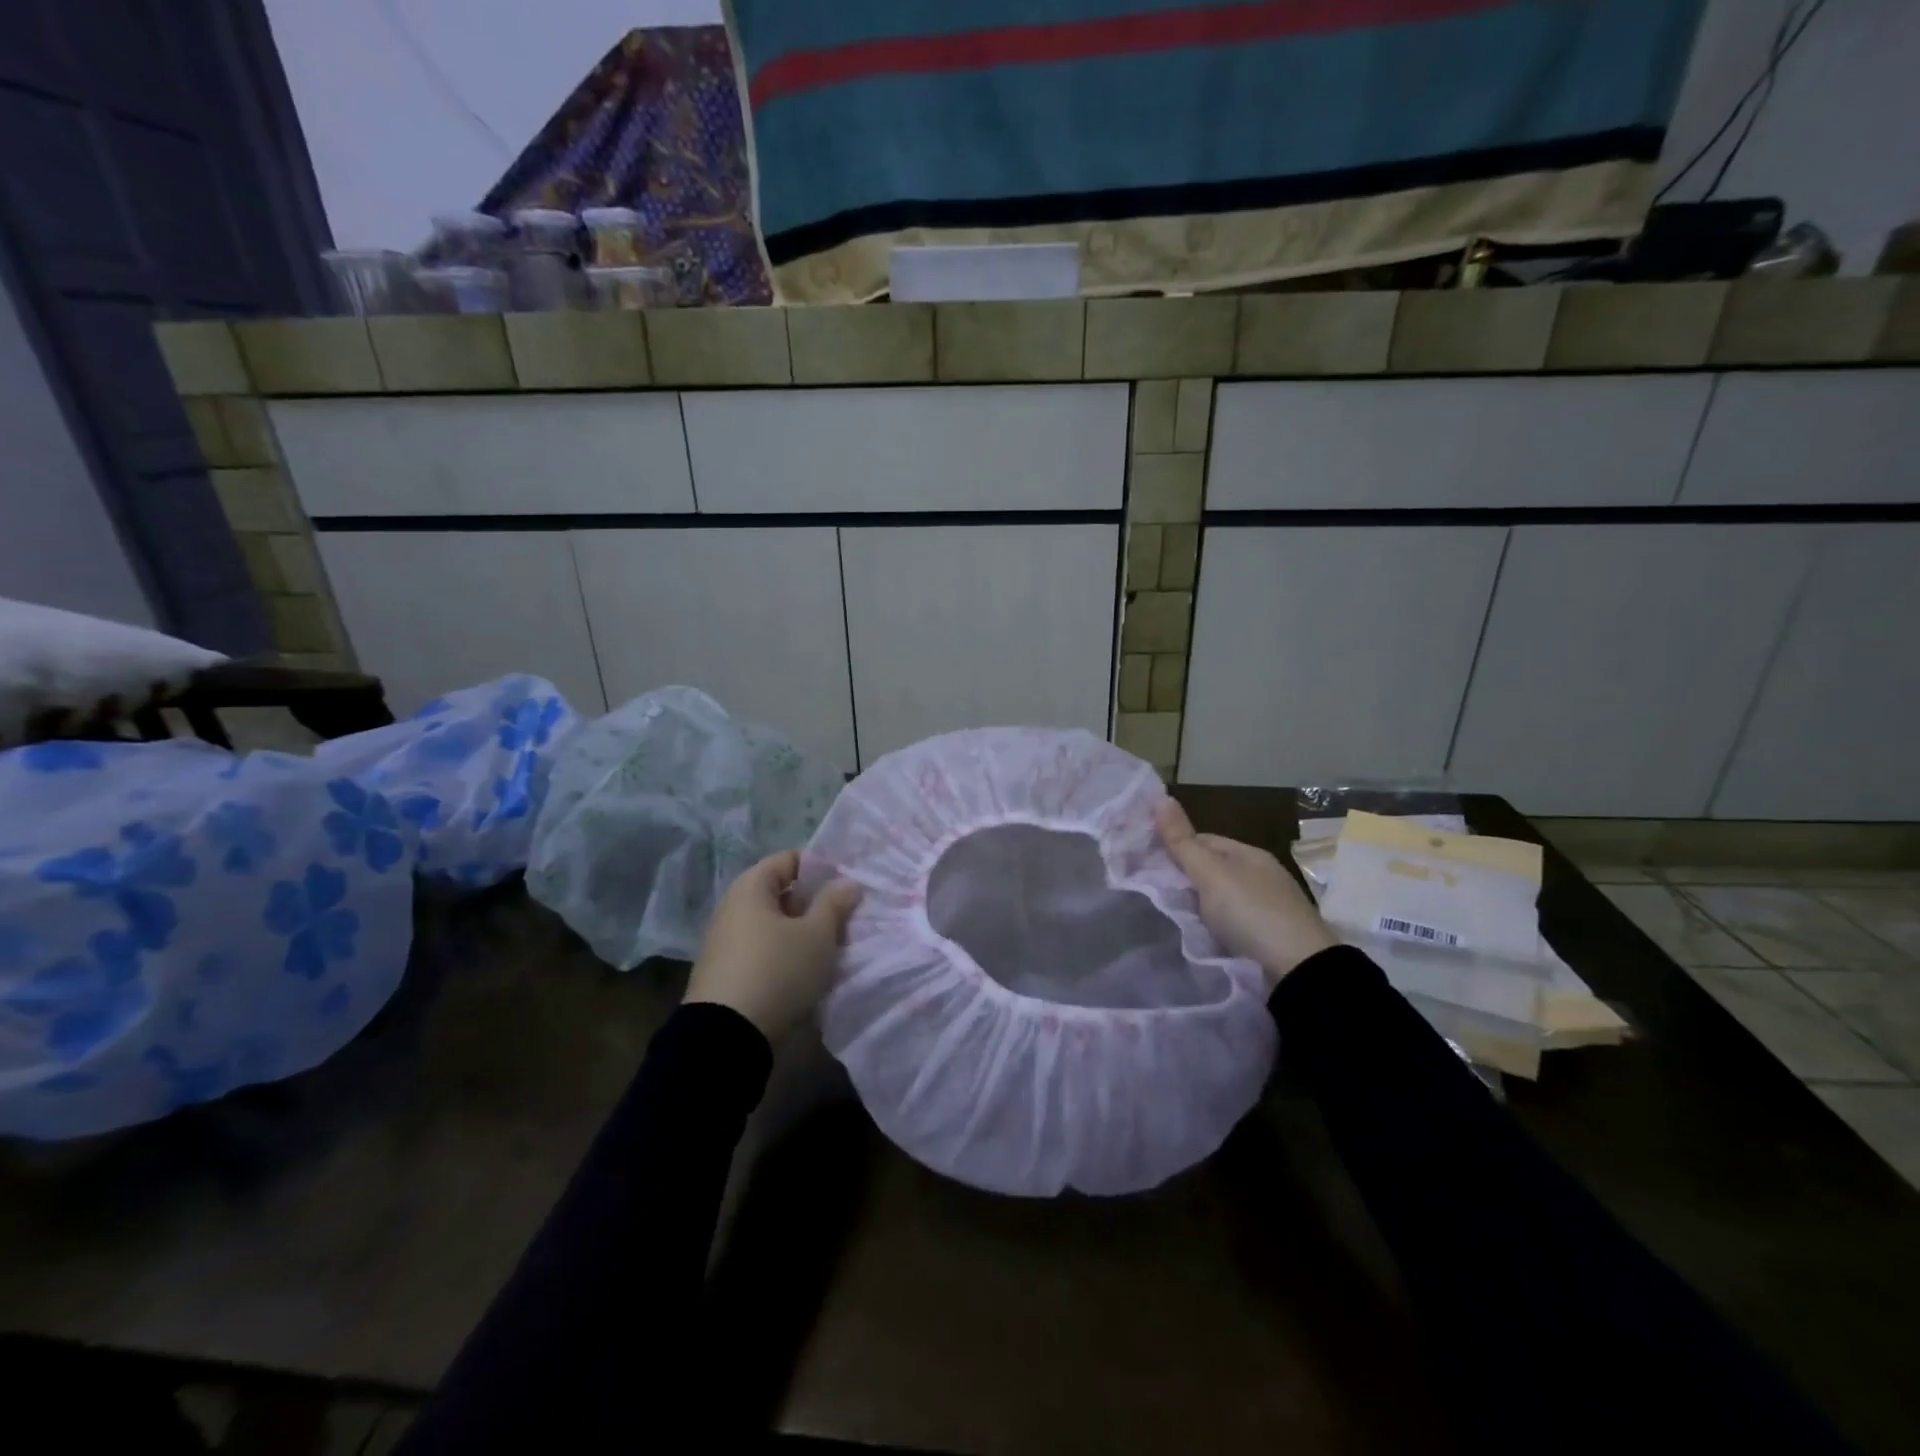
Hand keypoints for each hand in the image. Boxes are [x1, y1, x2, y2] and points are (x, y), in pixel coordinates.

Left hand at [684, 850, 862, 1042]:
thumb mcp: (817, 935)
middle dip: (814, 904)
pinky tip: (807, 973)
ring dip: (802, 933)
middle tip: (845, 918)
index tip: (847, 883)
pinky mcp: (726, 974)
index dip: (819, 867)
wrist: (726, 1038)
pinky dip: (785, 956)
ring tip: (832, 948)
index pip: (788, 860)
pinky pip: (763, 952)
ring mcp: (725, 943)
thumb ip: (835, 903)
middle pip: (780, 894)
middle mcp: (732, 909)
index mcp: (750, 888)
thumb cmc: (777, 971)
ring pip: (773, 926)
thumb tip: (848, 883)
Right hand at [1155, 799, 1336, 986]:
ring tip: (1170, 916)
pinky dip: (1213, 928)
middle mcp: (1261, 876)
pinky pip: (1230, 924)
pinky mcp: (1267, 939)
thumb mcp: (1211, 874)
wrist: (1299, 973)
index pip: (1204, 841)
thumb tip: (1160, 797)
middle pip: (1212, 870)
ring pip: (1220, 899)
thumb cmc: (1252, 913)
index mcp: (1250, 855)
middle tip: (1152, 892)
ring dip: (1198, 906)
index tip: (1145, 863)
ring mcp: (1267, 908)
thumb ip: (1182, 842)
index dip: (1175, 848)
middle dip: (1184, 879)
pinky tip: (1198, 936)